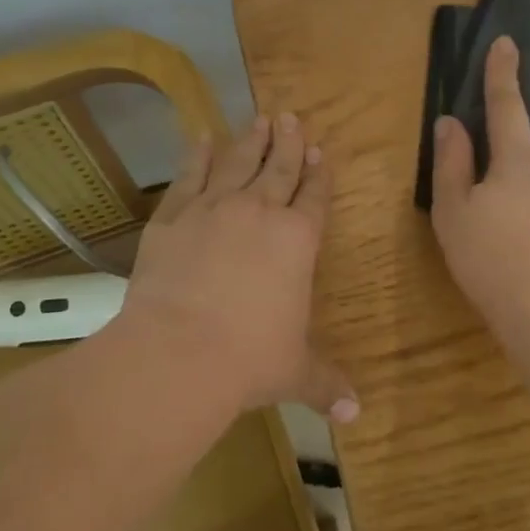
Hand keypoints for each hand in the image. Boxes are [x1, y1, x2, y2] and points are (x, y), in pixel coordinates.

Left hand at [125, 113, 357, 421]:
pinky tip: (201, 137)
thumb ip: (326, 384)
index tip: (320, 151)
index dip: (318, 174)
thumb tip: (356, 414)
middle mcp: (260, 213)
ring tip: (259, 118)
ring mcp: (213, 209)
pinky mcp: (173, 217)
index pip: (315, 197)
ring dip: (250, 140)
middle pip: (279, 168)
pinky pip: (189, 177)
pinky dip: (196, 155)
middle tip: (291, 116)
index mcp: (298, 240)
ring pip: (238, 163)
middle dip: (288, 143)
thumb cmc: (249, 360)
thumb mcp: (295, 373)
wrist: (178, 352)